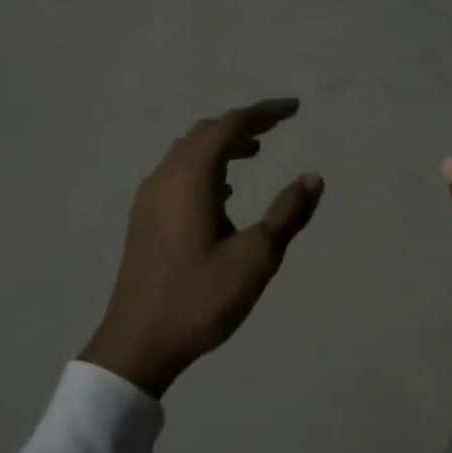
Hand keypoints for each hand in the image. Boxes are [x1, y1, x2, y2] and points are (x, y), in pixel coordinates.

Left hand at [83, 98, 322, 397]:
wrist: (138, 343)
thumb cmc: (199, 299)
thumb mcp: (255, 258)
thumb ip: (286, 214)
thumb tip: (313, 178)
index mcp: (190, 180)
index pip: (228, 127)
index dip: (263, 113)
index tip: (294, 109)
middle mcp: (164, 179)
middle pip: (204, 134)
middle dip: (242, 125)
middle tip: (276, 127)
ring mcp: (149, 199)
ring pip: (187, 154)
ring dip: (221, 146)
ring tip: (255, 153)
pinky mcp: (145, 220)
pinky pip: (178, 174)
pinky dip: (205, 168)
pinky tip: (224, 194)